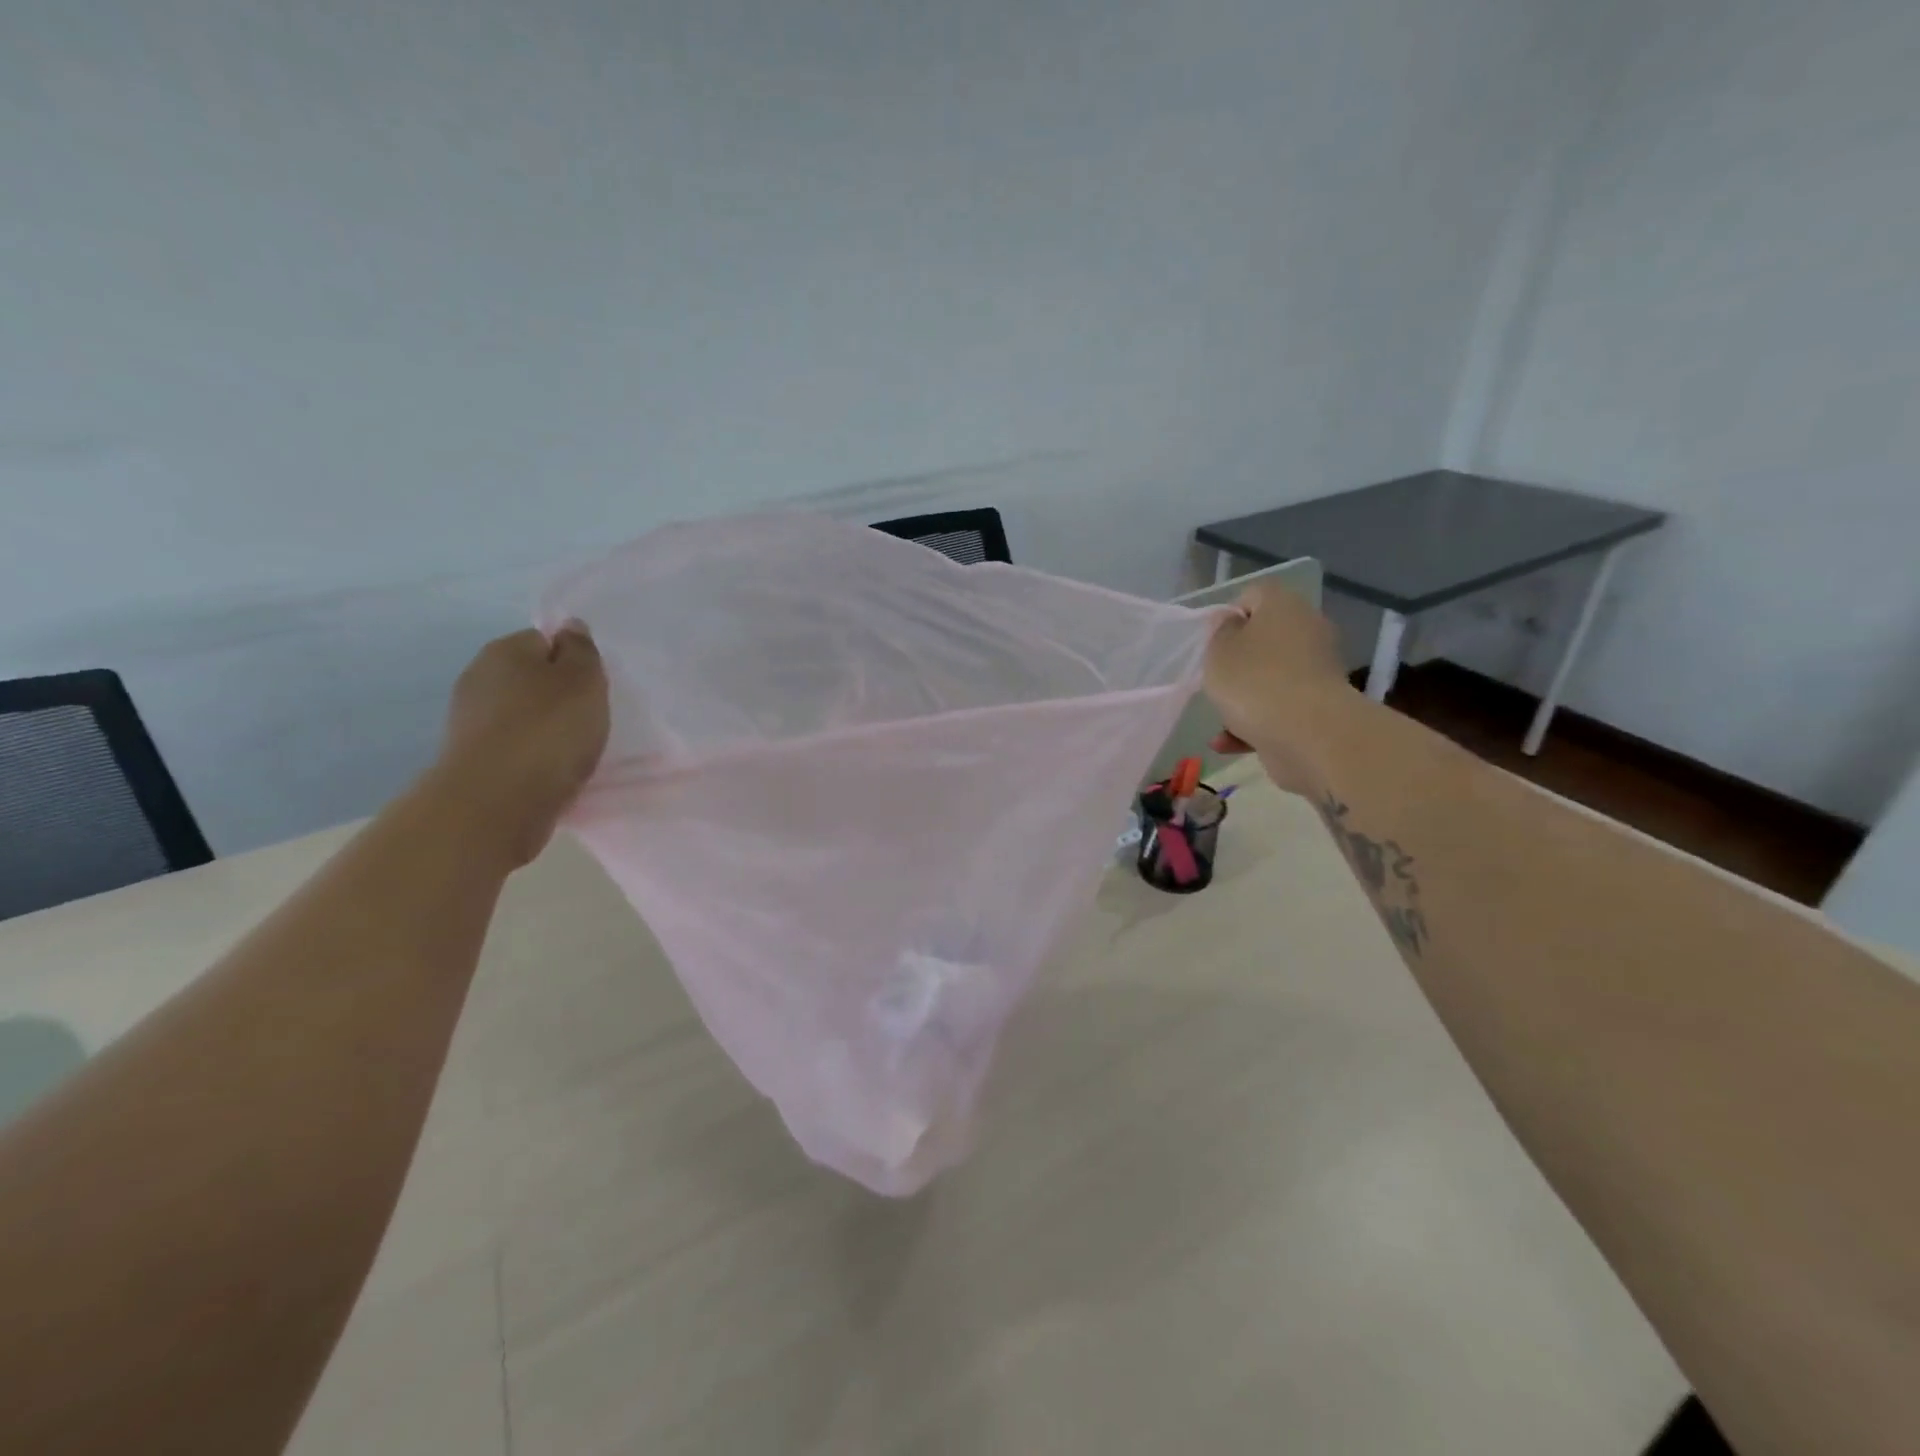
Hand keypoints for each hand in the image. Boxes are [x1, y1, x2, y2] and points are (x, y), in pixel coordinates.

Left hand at [431, 625, 610, 864]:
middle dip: (558, 695)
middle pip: (531, 678)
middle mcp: (479, 677)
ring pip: (522, 714)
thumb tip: (570, 628)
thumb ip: (581, 650)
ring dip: (546, 728)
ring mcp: (471, 721)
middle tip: (589, 719)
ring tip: (574, 750)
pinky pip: (514, 747)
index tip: (593, 687)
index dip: (573, 660)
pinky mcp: (472, 759)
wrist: (497, 801)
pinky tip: (552, 771)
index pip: (545, 640)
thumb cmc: (548, 730)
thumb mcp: (583, 680)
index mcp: (505, 650)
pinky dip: (533, 755)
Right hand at [1203, 580, 1351, 795]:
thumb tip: (1231, 623)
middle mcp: (1307, 631)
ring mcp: (1317, 671)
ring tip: (1221, 719)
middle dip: (1238, 661)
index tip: (1212, 643)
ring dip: (1243, 697)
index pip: (1254, 595)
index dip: (1228, 615)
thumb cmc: (1254, 681)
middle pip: (1265, 638)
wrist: (1309, 735)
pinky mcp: (1319, 707)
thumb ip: (1219, 633)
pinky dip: (1255, 723)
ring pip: (1271, 677)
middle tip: (1216, 679)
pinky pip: (1280, 708)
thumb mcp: (1218, 651)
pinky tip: (1228, 743)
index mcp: (1284, 606)